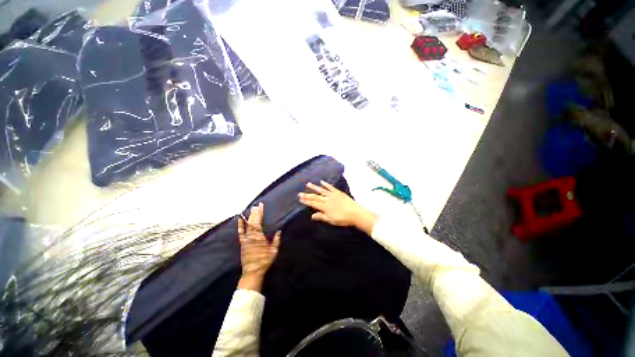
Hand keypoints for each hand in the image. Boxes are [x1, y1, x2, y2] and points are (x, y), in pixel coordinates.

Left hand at [237, 203, 280, 290]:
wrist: (252, 272)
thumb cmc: (264, 261)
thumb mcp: (274, 251)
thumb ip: (276, 240)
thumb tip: (279, 231)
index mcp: (259, 236)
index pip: (259, 222)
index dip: (259, 213)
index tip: (261, 206)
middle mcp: (251, 236)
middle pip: (253, 221)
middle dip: (255, 212)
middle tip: (257, 204)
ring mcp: (246, 239)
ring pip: (247, 225)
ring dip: (249, 216)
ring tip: (251, 208)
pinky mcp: (242, 243)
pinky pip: (240, 232)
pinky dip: (240, 225)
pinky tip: (240, 219)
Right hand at [299, 181, 377, 234]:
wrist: (355, 213)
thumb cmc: (343, 219)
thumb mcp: (331, 220)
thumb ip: (322, 217)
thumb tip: (312, 215)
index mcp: (325, 207)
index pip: (313, 203)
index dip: (306, 201)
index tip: (300, 199)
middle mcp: (327, 199)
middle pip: (315, 197)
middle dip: (307, 195)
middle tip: (300, 193)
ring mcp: (333, 195)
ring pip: (321, 190)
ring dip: (314, 187)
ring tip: (308, 184)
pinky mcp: (338, 192)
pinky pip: (330, 187)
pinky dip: (326, 184)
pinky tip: (322, 182)